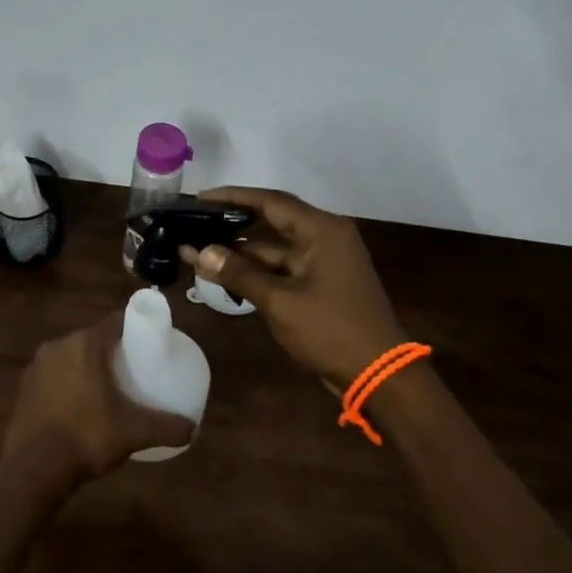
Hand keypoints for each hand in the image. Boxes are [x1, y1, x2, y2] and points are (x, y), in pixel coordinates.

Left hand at [2, 313, 196, 482]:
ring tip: (107, 389)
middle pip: (92, 338)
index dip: (135, 329)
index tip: (149, 344)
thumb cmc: (86, 437)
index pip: (115, 322)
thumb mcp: (134, 432)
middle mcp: (57, 346)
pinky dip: (67, 383)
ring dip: (87, 366)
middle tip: (132, 369)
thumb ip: (167, 427)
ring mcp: (36, 366)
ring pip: (70, 357)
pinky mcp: (24, 387)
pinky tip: (78, 406)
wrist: (33, 469)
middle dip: (112, 350)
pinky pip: (53, 375)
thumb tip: (192, 428)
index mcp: (84, 345)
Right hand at [183, 186, 412, 388]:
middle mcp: (325, 237)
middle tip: (194, 222)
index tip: (200, 197)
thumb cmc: (330, 330)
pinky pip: (282, 268)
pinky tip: (224, 275)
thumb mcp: (280, 301)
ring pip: (274, 248)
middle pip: (271, 221)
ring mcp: (324, 262)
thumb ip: (239, 273)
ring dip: (240, 252)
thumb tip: (200, 252)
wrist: (377, 375)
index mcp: (322, 230)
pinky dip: (256, 271)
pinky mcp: (320, 284)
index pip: (271, 201)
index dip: (233, 197)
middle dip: (232, 225)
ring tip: (198, 251)